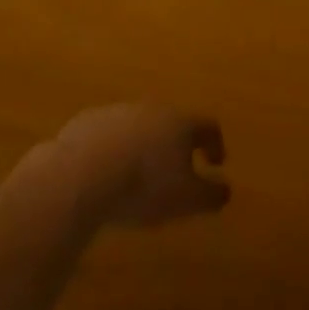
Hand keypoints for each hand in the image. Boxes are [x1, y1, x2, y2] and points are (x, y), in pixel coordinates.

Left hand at [43, 104, 229, 228]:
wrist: (82, 174)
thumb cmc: (144, 186)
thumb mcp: (186, 200)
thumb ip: (211, 194)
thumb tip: (226, 188)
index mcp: (180, 123)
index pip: (207, 126)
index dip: (215, 144)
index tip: (216, 164)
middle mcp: (152, 109)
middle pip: (171, 122)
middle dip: (176, 145)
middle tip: (175, 172)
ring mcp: (118, 112)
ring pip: (138, 126)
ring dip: (143, 146)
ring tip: (137, 176)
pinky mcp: (88, 120)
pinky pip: (108, 133)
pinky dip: (113, 149)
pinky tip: (106, 173)